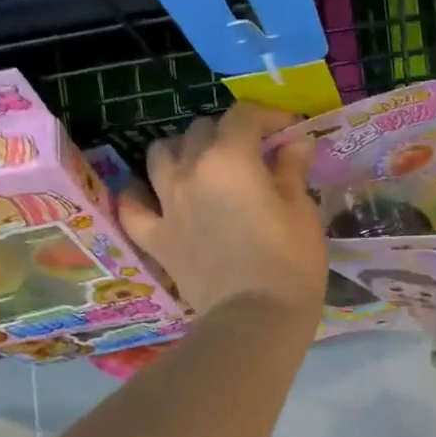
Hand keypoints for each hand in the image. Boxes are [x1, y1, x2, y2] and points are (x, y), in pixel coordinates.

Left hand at [121, 104, 325, 317]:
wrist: (256, 320)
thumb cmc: (291, 265)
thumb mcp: (302, 213)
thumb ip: (292, 172)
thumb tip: (295, 143)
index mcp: (231, 158)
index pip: (245, 116)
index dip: (268, 116)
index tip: (289, 132)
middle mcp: (191, 171)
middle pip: (200, 131)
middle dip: (227, 135)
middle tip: (250, 156)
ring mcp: (167, 205)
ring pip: (160, 156)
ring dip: (181, 153)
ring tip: (199, 167)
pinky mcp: (156, 239)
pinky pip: (133, 207)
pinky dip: (140, 196)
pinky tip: (151, 196)